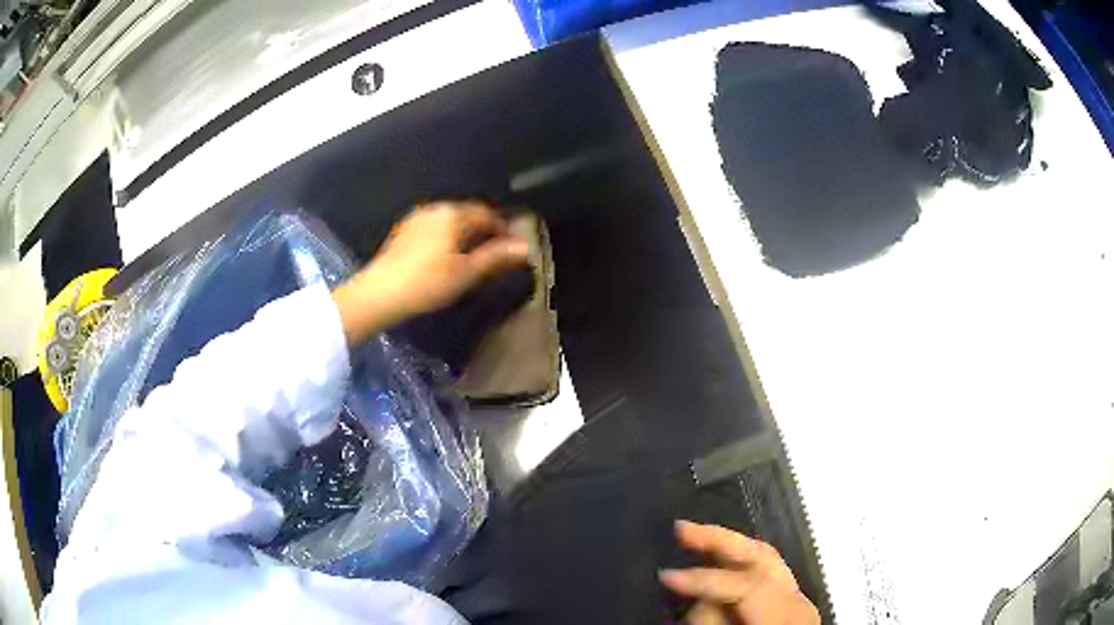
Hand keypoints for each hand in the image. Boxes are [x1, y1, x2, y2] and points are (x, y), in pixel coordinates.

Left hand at [332, 201, 528, 343]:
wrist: (379, 293)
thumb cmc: (427, 283)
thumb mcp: (466, 272)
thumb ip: (496, 256)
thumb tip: (526, 246)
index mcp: (453, 214)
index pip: (487, 213)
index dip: (502, 228)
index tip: (512, 246)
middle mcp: (435, 208)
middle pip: (467, 213)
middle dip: (483, 229)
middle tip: (493, 252)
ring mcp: (416, 218)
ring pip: (449, 220)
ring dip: (464, 233)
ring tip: (470, 256)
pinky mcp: (404, 231)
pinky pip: (433, 227)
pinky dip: (445, 236)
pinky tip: (444, 257)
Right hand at [660, 521, 820, 624]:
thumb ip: (714, 623)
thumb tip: (699, 603)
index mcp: (786, 616)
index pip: (745, 584)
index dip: (703, 579)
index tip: (663, 576)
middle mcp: (796, 600)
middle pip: (761, 557)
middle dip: (719, 541)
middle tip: (679, 530)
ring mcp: (796, 597)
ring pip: (764, 557)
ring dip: (727, 545)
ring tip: (693, 536)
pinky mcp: (789, 600)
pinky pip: (763, 570)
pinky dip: (737, 559)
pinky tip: (716, 556)